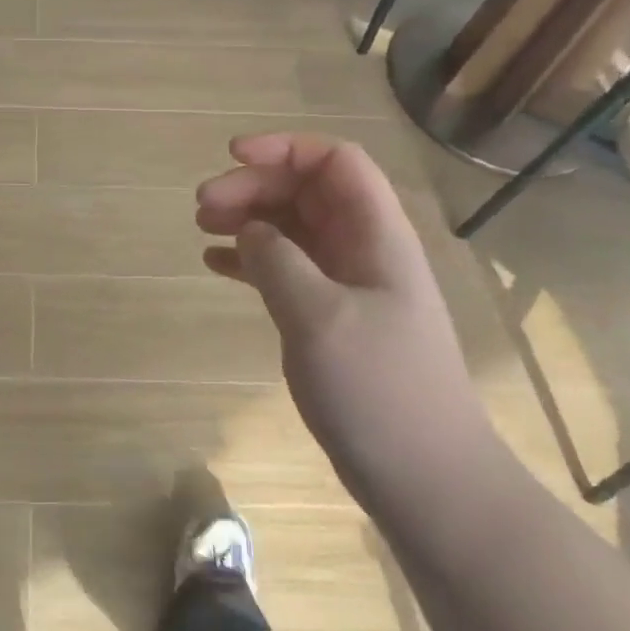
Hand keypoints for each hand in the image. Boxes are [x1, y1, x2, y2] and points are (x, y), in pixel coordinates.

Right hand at [196, 133, 497, 508]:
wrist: (428, 481)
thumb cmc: (380, 390)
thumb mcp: (319, 316)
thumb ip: (278, 260)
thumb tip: (249, 230)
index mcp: (377, 235)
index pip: (335, 162)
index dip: (285, 148)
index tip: (232, 158)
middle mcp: (363, 250)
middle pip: (306, 191)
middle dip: (254, 186)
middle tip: (201, 207)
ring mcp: (347, 285)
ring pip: (292, 227)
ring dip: (248, 219)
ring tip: (202, 228)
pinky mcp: (330, 318)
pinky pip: (285, 268)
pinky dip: (250, 259)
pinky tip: (216, 263)